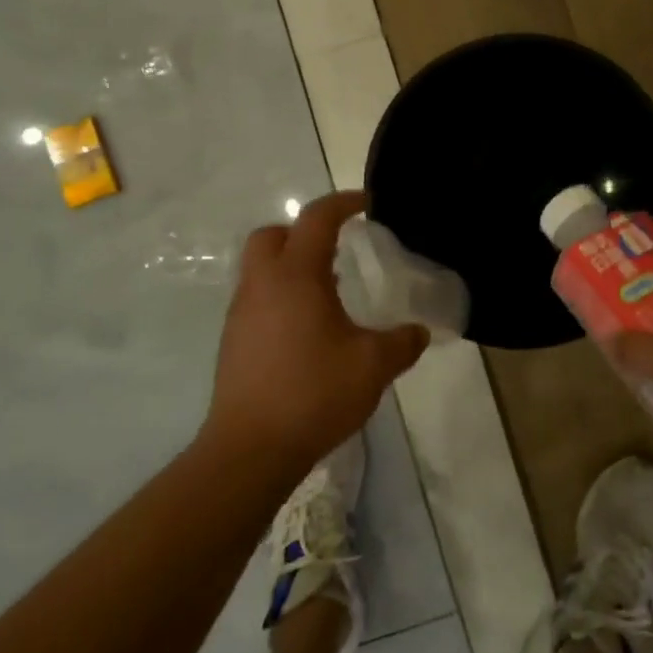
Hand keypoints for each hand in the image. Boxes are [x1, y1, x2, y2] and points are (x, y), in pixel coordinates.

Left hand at [206, 191, 428, 475]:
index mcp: (296, 276)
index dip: (343, 204)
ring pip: (261, 269)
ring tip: (330, 293)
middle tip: (337, 249)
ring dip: (292, 266)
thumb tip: (419, 332)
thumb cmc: (314, 393)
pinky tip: (308, 330)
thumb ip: (402, 342)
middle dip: (304, 232)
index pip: (316, 219)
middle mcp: (262, 285)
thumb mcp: (374, 366)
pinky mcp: (233, 341)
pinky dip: (282, 297)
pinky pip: (258, 299)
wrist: (251, 448)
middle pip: (273, 235)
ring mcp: (241, 314)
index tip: (366, 204)